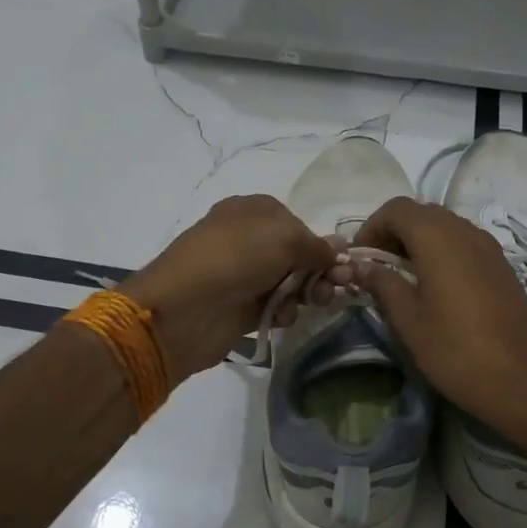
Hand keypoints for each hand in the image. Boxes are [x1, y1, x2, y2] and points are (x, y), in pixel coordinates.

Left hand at [122, 195, 344, 384]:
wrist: (186, 308)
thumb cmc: (236, 257)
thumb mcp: (286, 237)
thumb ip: (317, 246)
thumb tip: (339, 251)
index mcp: (253, 210)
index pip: (298, 223)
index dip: (320, 243)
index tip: (340, 263)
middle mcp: (248, 239)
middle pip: (298, 254)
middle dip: (320, 270)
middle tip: (336, 286)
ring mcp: (243, 274)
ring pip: (290, 283)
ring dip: (307, 293)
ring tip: (312, 302)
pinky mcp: (241, 307)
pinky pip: (275, 307)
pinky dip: (284, 311)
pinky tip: (281, 316)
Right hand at [351, 197, 526, 438]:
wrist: (522, 380)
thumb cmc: (455, 350)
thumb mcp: (408, 320)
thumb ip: (382, 284)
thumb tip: (362, 267)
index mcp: (437, 237)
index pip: (396, 209)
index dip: (371, 227)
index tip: (359, 259)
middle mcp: (464, 231)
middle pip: (421, 213)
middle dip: (394, 232)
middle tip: (377, 266)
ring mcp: (488, 246)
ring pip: (444, 226)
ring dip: (418, 241)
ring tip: (402, 276)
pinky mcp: (501, 265)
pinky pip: (464, 242)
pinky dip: (442, 251)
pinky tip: (434, 285)